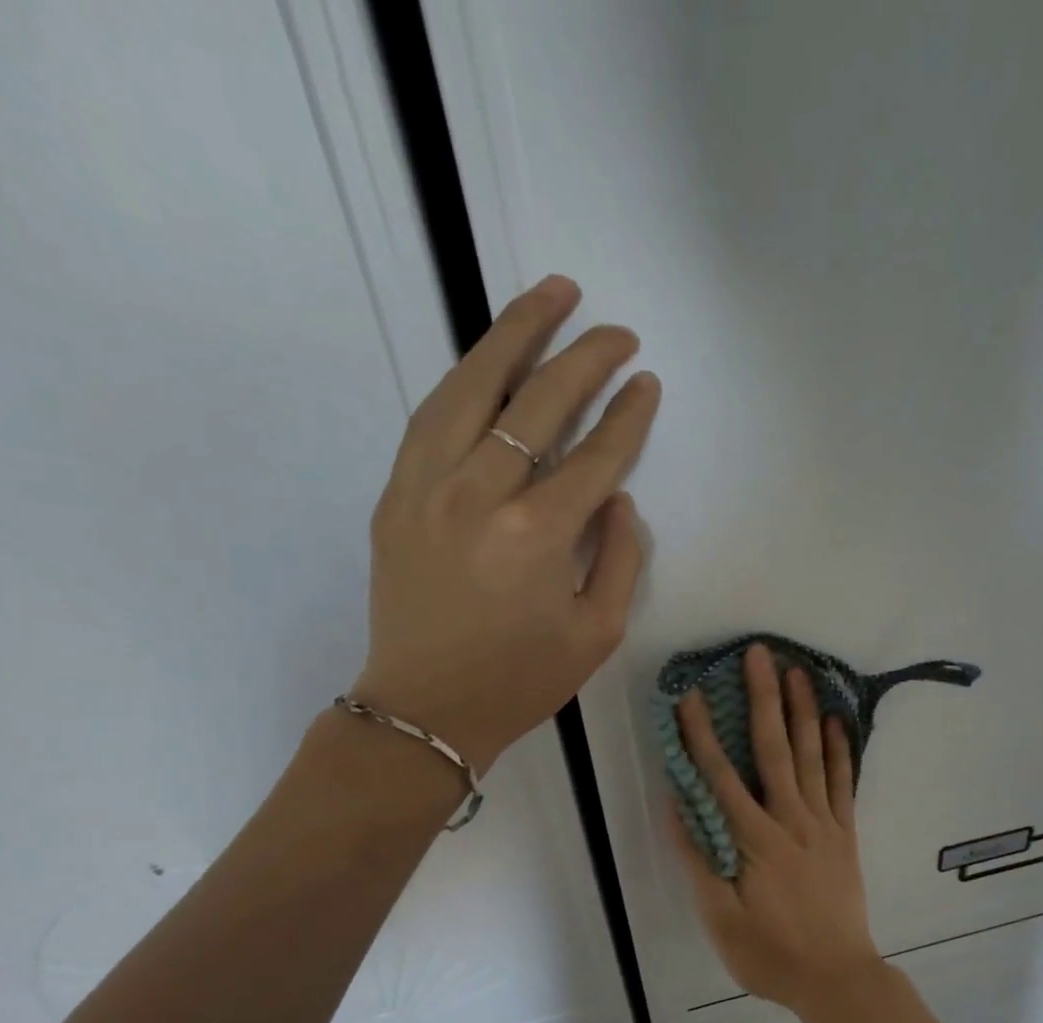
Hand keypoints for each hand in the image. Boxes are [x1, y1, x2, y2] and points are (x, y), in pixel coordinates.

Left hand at [349, 275, 656, 772]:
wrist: (424, 709)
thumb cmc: (521, 681)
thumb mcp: (597, 633)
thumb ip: (618, 559)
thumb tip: (616, 499)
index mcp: (538, 535)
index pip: (594, 455)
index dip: (627, 416)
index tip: (646, 383)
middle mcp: (480, 495)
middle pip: (538, 403)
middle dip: (585, 358)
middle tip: (617, 332)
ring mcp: (427, 487)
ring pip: (473, 386)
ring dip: (515, 333)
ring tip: (552, 294)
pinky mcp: (396, 493)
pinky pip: (434, 415)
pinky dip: (467, 378)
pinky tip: (491, 360)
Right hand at [671, 644, 884, 1012]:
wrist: (837, 978)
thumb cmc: (770, 955)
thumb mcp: (720, 919)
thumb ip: (698, 860)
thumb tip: (677, 806)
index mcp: (753, 840)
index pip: (720, 776)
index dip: (701, 734)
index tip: (688, 696)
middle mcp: (790, 820)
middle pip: (773, 749)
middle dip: (762, 699)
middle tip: (758, 654)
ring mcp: (824, 824)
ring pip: (811, 757)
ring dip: (801, 711)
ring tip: (796, 671)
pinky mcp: (846, 834)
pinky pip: (843, 783)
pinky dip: (838, 750)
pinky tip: (835, 721)